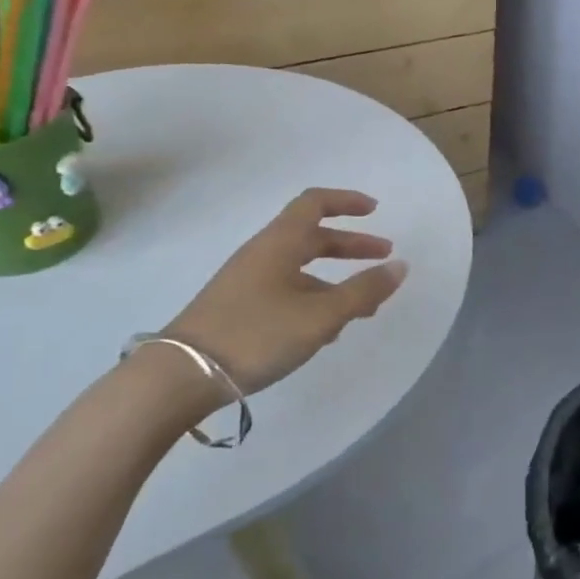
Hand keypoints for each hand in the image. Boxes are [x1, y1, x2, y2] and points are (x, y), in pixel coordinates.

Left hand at [164, 188, 407, 394]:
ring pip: (300, 269)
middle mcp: (263, 254)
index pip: (315, 203)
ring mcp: (247, 283)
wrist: (179, 377)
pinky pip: (286, 292)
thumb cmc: (256, 334)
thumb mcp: (321, 315)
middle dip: (351, 246)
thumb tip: (400, 266)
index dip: (347, 201)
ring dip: (335, 280)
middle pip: (312, 237)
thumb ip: (364, 291)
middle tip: (384, 257)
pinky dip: (313, 301)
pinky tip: (326, 333)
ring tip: (363, 308)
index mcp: (280, 242)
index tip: (375, 211)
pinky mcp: (238, 310)